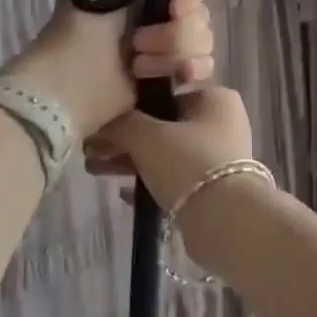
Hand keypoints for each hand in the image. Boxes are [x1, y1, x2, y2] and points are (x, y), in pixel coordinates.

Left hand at [5, 0, 213, 137]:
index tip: (174, 8)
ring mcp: (171, 45)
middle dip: (175, 32)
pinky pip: (203, 67)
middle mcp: (165, 11)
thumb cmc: (82, 22)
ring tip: (137, 65)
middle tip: (137, 42)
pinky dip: (185, 71)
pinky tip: (160, 78)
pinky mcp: (172, 75)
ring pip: (204, 41)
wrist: (70, 80)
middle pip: (202, 12)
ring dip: (173, 54)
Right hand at [84, 87, 255, 219]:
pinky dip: (150, 181)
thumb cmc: (189, 162)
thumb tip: (102, 121)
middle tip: (92, 148)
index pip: (168, 95)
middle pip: (165, 126)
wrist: (225, 221)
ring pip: (168, 154)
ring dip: (132, 161)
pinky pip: (175, 178)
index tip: (103, 121)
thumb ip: (123, 124)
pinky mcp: (214, 188)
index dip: (132, 108)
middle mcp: (223, 123)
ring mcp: (220, 157)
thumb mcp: (148, 137)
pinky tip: (122, 193)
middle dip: (127, 139)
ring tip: (94, 168)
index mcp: (216, 99)